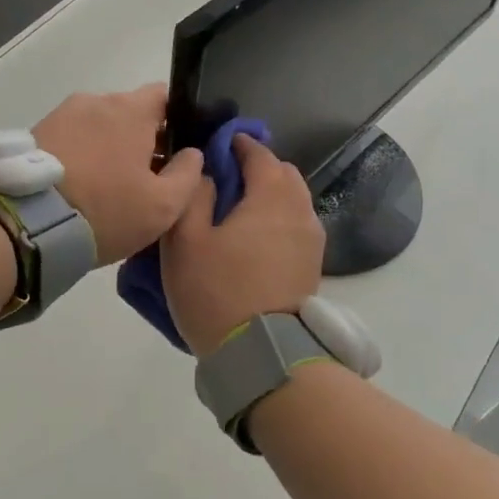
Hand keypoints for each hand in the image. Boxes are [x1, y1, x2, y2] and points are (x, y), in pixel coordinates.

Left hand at [33, 85, 203, 264]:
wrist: (27, 224)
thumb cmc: (106, 210)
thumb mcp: (164, 206)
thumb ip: (187, 174)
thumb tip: (192, 153)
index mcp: (131, 109)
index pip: (165, 96)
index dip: (176, 122)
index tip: (175, 153)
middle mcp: (96, 101)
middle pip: (130, 113)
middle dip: (140, 139)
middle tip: (143, 178)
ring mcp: (62, 114)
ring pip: (99, 126)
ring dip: (108, 147)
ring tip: (106, 185)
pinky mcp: (36, 133)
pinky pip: (71, 138)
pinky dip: (81, 155)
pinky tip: (80, 186)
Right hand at [161, 134, 323, 357]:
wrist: (262, 353)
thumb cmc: (217, 291)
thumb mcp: (185, 241)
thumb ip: (193, 196)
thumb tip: (205, 172)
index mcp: (271, 197)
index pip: (260, 154)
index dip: (238, 145)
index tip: (217, 147)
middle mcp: (301, 211)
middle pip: (284, 174)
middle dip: (258, 169)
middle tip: (226, 181)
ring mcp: (312, 240)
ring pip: (294, 201)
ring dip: (270, 196)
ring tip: (239, 213)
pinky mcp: (313, 266)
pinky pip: (296, 226)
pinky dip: (279, 220)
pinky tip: (255, 239)